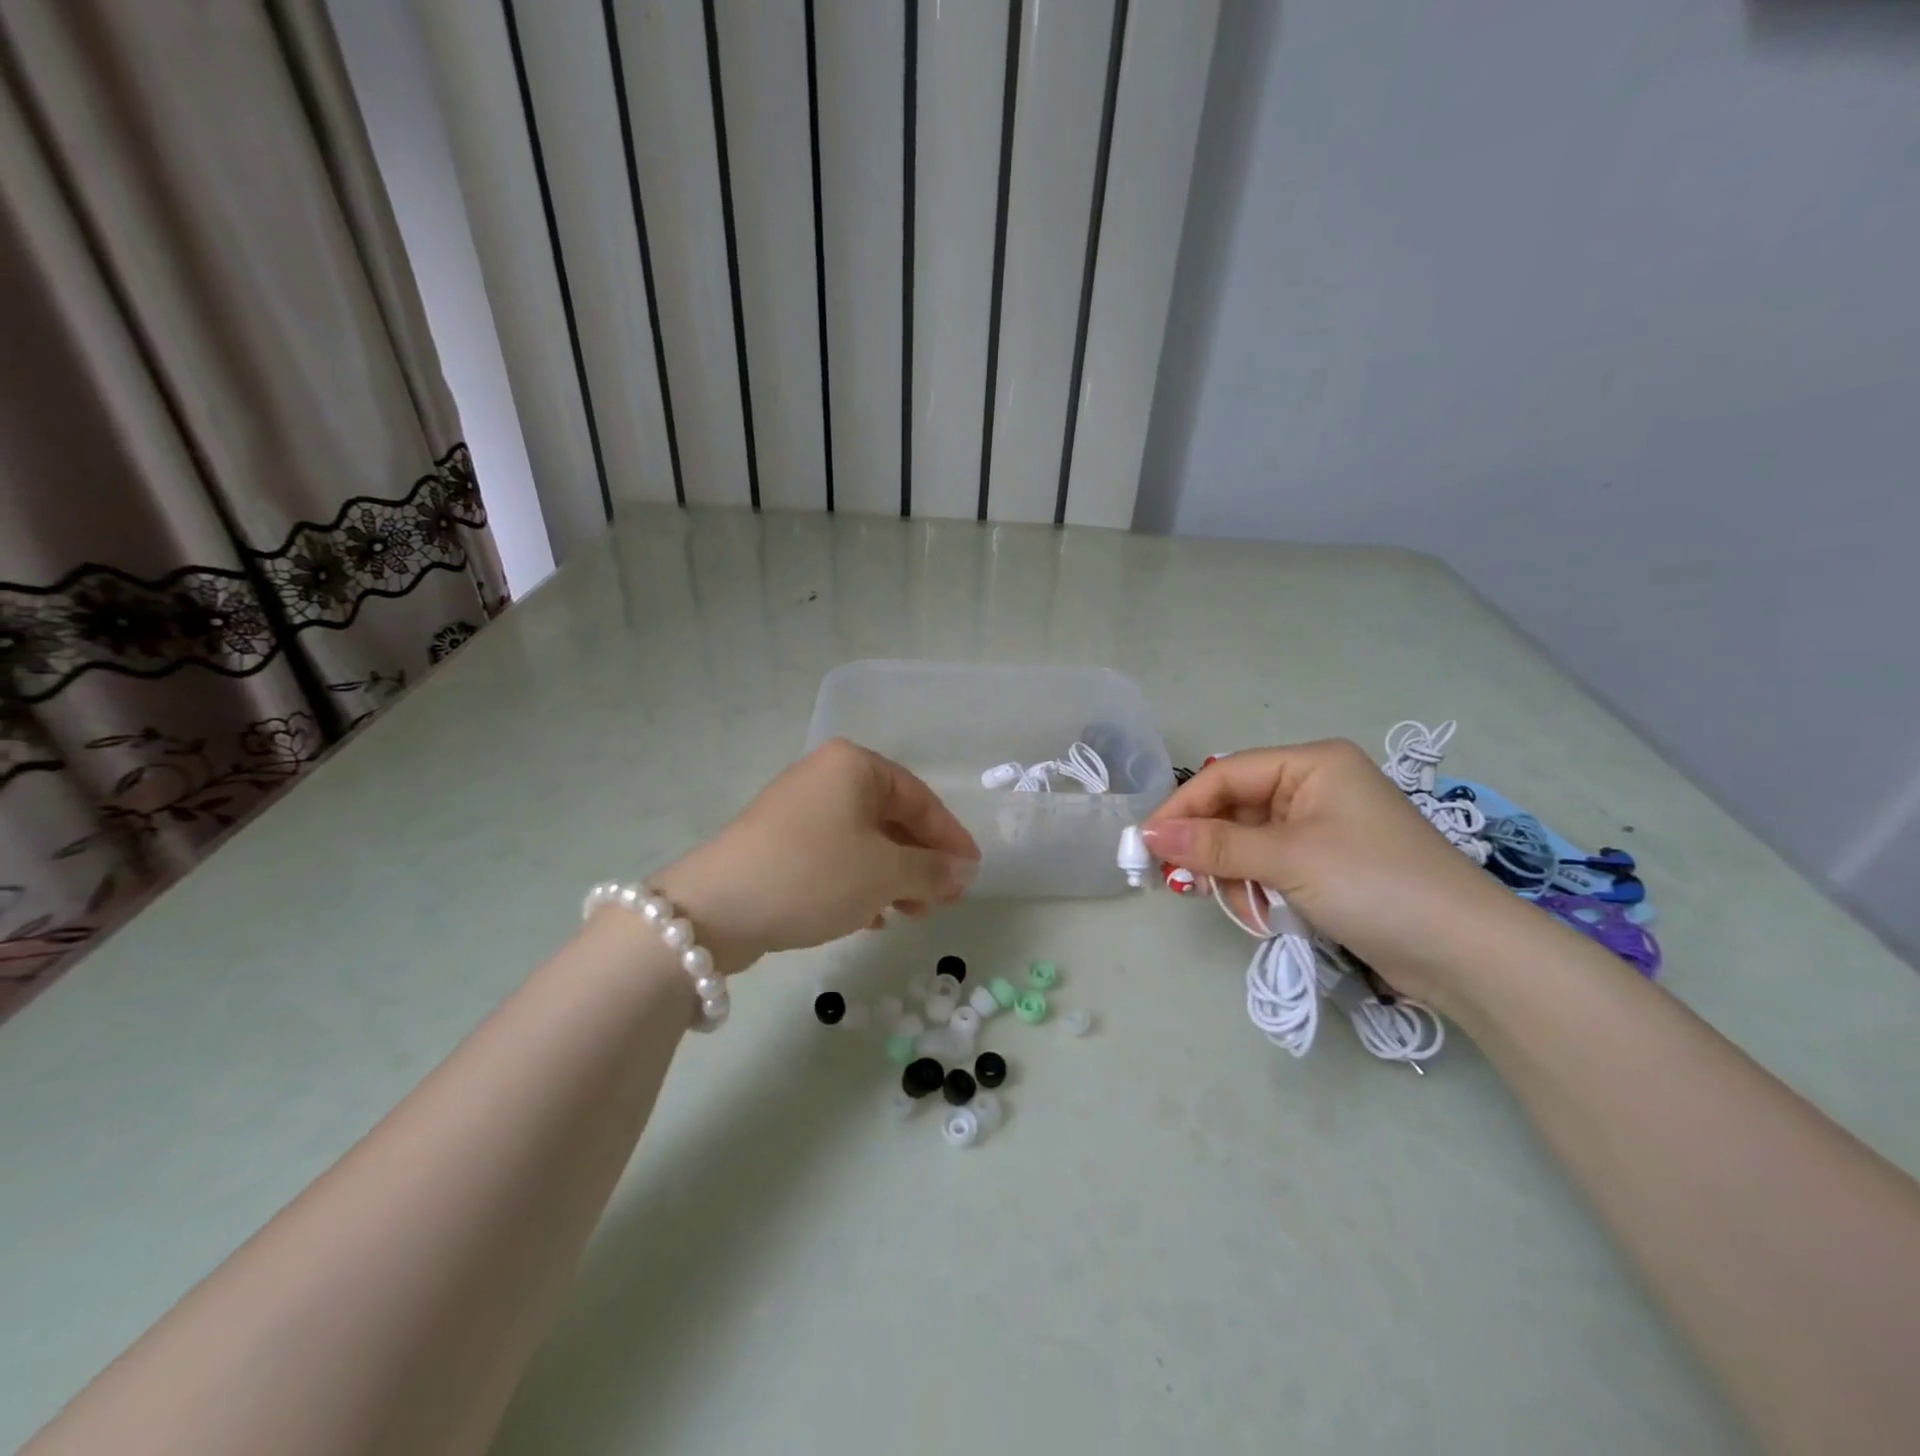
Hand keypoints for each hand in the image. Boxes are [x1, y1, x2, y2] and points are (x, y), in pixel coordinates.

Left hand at [653, 739, 979, 971]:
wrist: (716, 907)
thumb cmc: (814, 874)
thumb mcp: (884, 873)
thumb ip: (931, 870)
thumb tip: (963, 871)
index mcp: (854, 766)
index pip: (920, 798)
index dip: (950, 838)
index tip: (972, 872)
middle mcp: (826, 777)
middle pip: (891, 818)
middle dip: (920, 861)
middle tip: (943, 899)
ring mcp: (798, 809)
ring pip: (863, 840)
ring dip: (893, 877)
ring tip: (911, 914)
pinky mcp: (778, 842)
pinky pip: (834, 856)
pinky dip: (859, 882)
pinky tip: (871, 917)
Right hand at [1141, 739, 1523, 1002]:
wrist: (1469, 955)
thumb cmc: (1376, 885)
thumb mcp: (1288, 859)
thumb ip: (1215, 846)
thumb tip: (1147, 835)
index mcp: (1311, 764)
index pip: (1226, 775)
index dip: (1182, 808)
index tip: (1145, 845)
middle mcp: (1315, 787)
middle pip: (1234, 809)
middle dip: (1209, 848)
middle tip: (1184, 884)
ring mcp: (1323, 828)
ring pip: (1248, 842)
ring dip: (1234, 875)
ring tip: (1241, 907)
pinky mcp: (1328, 866)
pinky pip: (1270, 866)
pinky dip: (1258, 888)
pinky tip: (1263, 913)